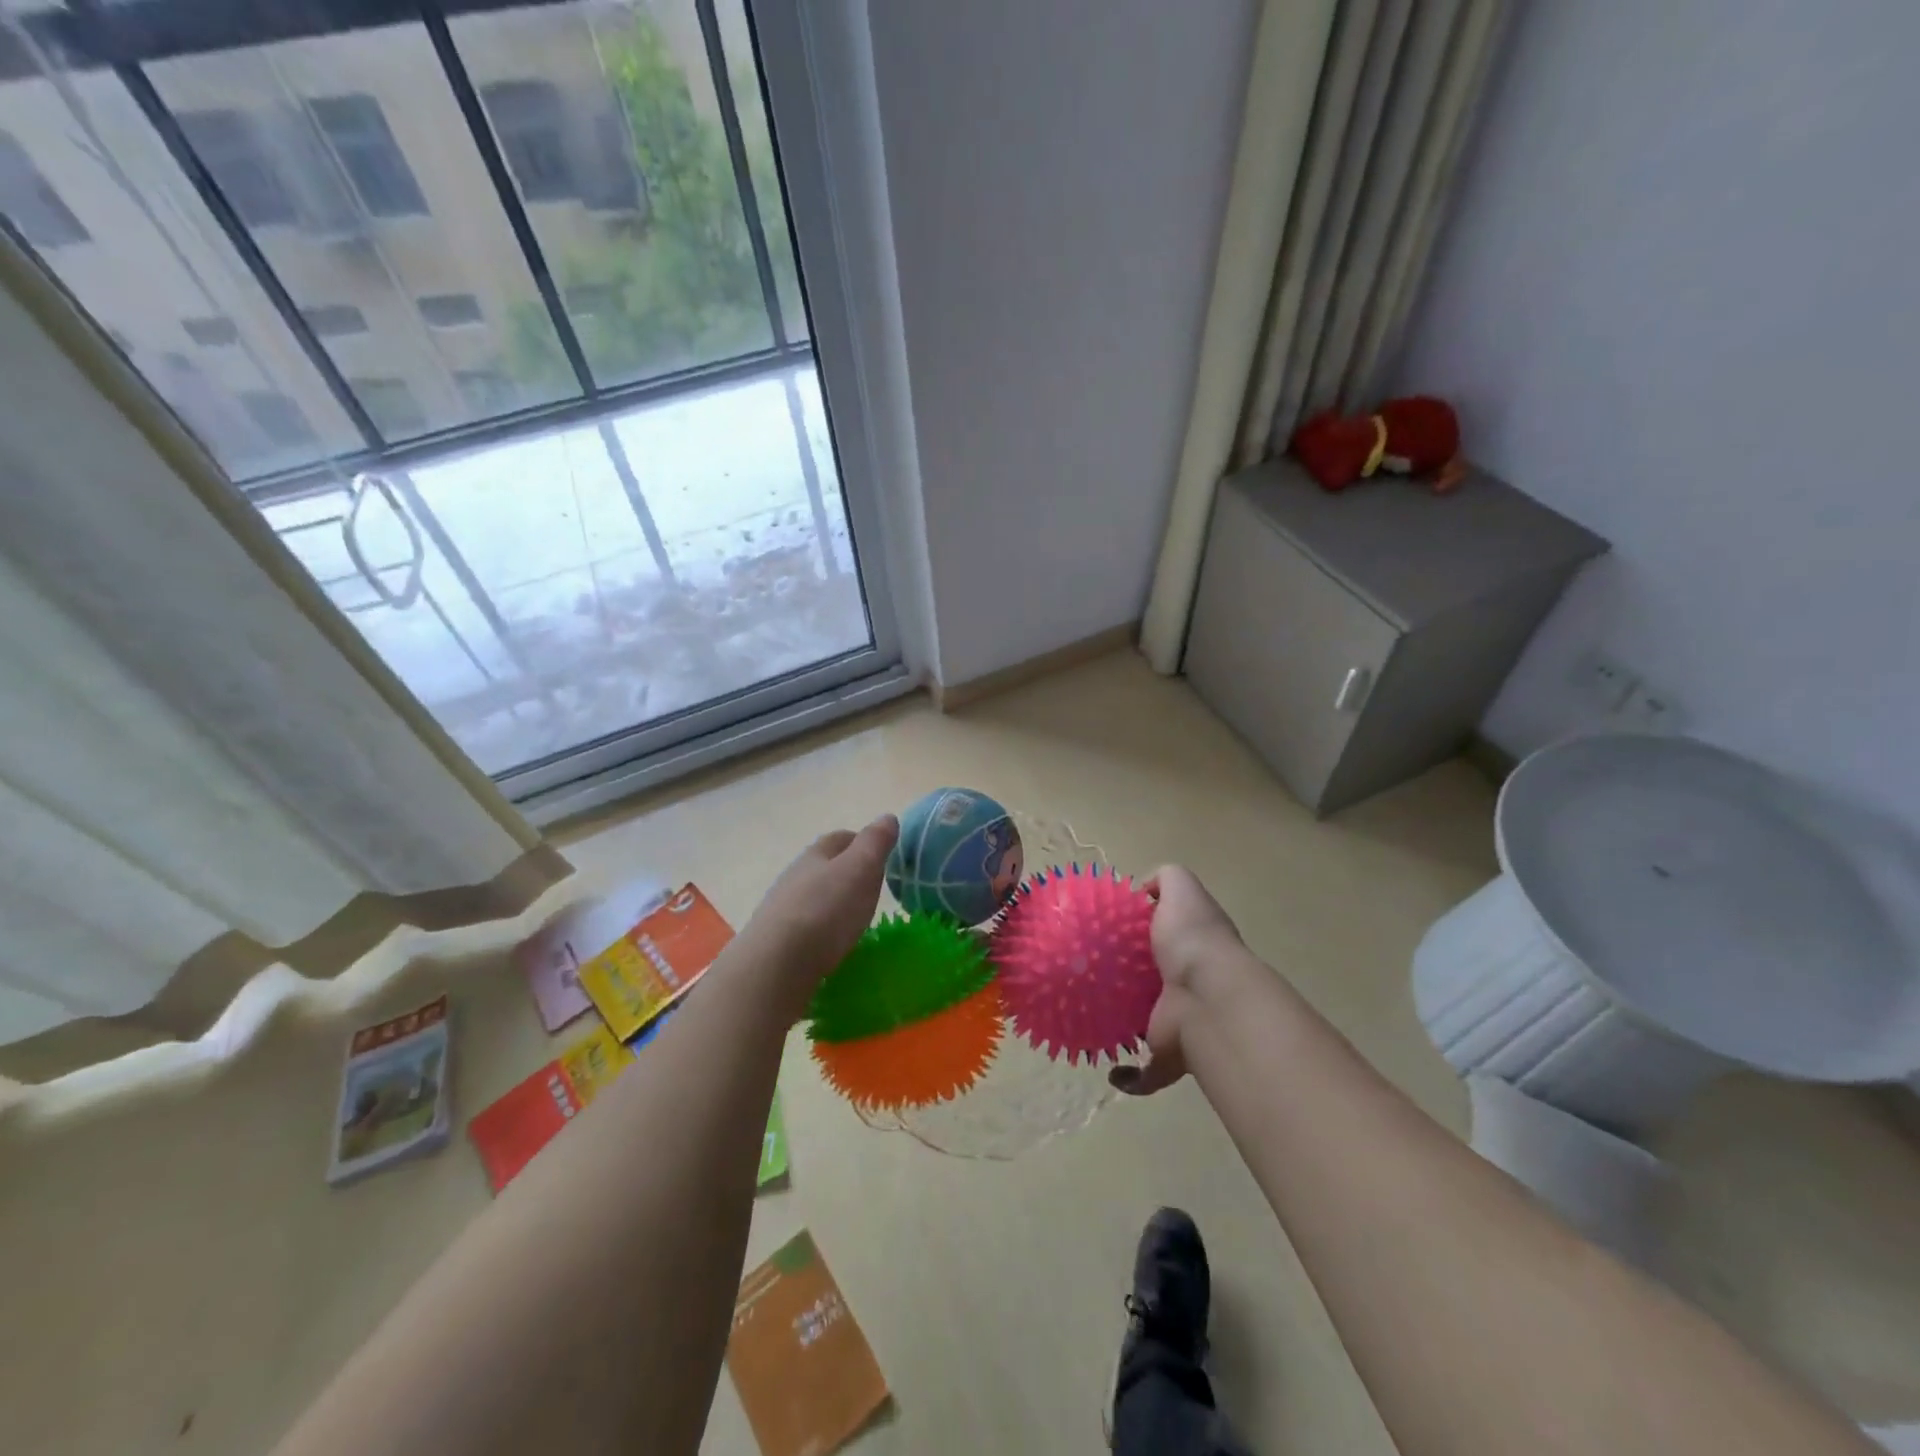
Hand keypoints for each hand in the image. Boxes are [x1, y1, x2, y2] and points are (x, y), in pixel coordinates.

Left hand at [736, 816, 898, 1016]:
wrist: (775, 965)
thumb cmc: (826, 910)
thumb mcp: (861, 869)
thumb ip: (875, 843)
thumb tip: (887, 817)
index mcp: (816, 854)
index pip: (842, 838)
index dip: (863, 842)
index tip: (883, 856)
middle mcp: (795, 876)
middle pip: (825, 866)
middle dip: (848, 872)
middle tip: (873, 888)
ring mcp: (782, 908)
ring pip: (813, 896)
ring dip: (833, 901)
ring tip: (854, 918)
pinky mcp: (777, 940)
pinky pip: (805, 925)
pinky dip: (821, 928)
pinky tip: (831, 942)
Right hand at [1110, 865, 1241, 1095]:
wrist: (1209, 999)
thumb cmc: (1191, 939)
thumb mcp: (1181, 888)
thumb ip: (1165, 878)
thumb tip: (1143, 891)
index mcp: (1192, 945)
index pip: (1167, 935)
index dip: (1142, 930)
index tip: (1107, 929)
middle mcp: (1189, 983)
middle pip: (1155, 978)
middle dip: (1129, 978)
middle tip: (1090, 972)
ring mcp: (1181, 1021)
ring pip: (1149, 1023)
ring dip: (1126, 1024)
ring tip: (1090, 1015)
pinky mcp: (1170, 1054)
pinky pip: (1146, 1073)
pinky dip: (1129, 1077)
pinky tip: (1110, 1069)